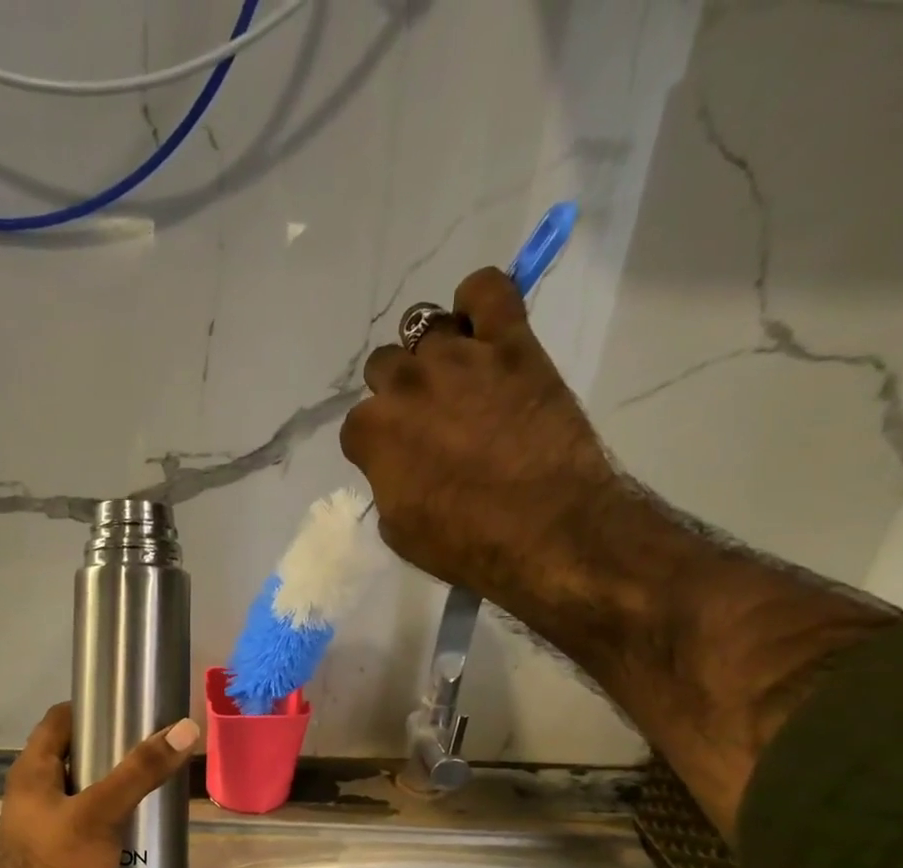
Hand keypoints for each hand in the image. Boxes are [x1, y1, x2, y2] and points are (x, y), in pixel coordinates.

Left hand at [0, 702, 199, 867]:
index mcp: (32, 772)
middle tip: (157, 744)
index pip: (60, 720)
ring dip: (119, 786)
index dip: (92, 706)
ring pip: (88, 792)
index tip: (131, 704)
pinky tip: (145, 822)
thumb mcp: (102, 813)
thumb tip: (184, 728)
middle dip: (115, 749)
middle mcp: (36, 793)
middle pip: (77, 755)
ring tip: (159, 780)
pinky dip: (116, 817)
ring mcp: (48, 826)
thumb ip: (141, 771)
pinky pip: (92, 823)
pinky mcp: (63, 854)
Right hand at [340, 266, 619, 598]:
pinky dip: (479, 299)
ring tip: (456, 377)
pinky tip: (482, 324)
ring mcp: (459, 357)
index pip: (357, 424)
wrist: (545, 530)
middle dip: (398, 391)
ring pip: (425, 325)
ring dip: (433, 351)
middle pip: (384, 365)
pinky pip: (488, 288)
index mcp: (373, 432)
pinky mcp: (511, 343)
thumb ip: (387, 484)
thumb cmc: (465, 543)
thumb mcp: (400, 529)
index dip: (376, 444)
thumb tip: (398, 466)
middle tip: (427, 418)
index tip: (397, 459)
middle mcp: (406, 384)